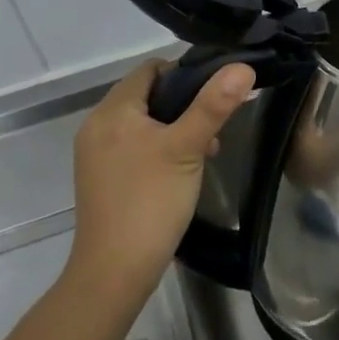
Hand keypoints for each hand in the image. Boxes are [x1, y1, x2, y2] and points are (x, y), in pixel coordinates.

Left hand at [69, 59, 254, 307]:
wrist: (115, 272)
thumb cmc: (150, 201)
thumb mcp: (187, 148)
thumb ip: (213, 105)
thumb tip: (242, 67)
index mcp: (112, 111)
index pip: (151, 69)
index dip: (186, 73)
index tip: (217, 93)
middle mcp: (97, 126)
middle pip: (147, 95)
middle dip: (185, 104)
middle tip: (215, 126)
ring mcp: (96, 155)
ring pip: (144, 123)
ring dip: (175, 128)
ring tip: (205, 150)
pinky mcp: (102, 178)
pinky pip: (135, 146)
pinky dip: (159, 148)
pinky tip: (182, 170)